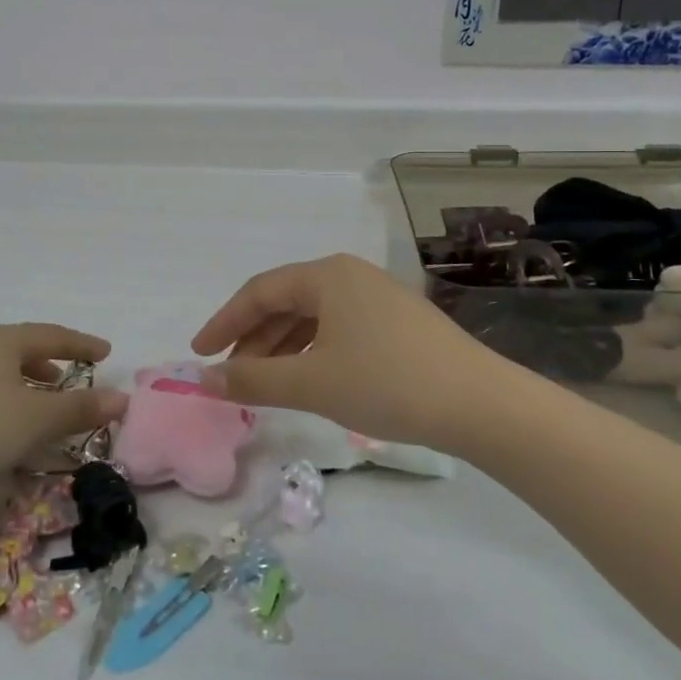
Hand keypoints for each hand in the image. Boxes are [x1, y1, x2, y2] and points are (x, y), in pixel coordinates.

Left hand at [0, 324, 128, 488]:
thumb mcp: (35, 419)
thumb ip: (79, 409)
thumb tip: (122, 399)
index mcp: (3, 341)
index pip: (53, 335)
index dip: (82, 344)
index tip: (106, 352)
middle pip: (23, 349)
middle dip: (51, 363)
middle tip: (73, 379)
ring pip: (0, 372)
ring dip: (27, 386)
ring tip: (41, 406)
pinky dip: (4, 402)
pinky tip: (3, 429)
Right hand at [191, 253, 500, 449]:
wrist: (481, 404)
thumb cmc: (387, 382)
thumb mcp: (311, 382)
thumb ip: (252, 378)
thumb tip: (204, 379)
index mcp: (326, 275)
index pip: (259, 292)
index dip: (224, 322)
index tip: (199, 353)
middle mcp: (349, 276)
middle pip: (285, 302)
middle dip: (253, 339)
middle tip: (230, 374)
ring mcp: (377, 298)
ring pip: (312, 319)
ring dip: (281, 348)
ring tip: (263, 384)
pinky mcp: (397, 323)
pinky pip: (338, 330)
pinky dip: (312, 353)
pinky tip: (308, 380)